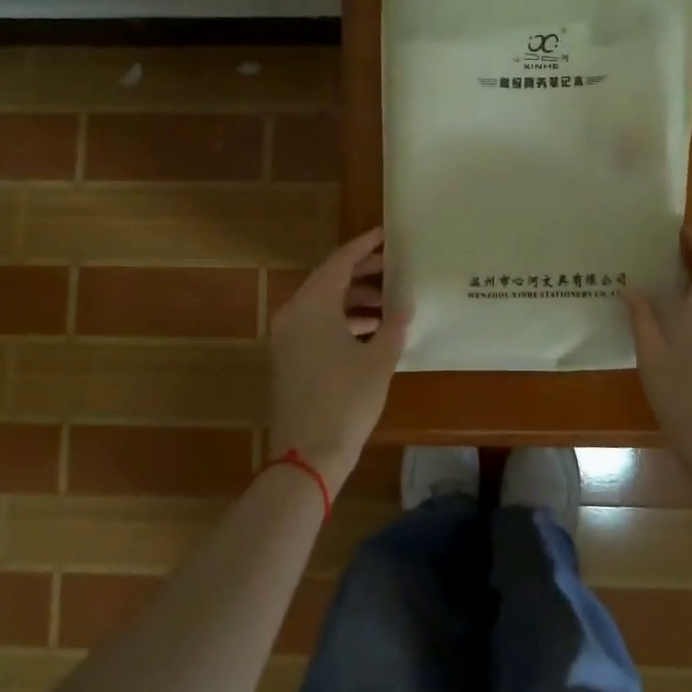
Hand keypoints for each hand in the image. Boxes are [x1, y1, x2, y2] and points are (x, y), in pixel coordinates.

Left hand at [267, 228, 408, 494]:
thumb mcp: (378, 360)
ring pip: (322, 304)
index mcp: (312, 306)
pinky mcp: (288, 359)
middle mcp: (293, 315)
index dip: (364, 246)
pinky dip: (341, 320)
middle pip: (328, 280)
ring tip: (389, 300)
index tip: (385, 235)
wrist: (307, 456)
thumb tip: (405, 304)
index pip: (339, 262)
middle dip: (362, 272)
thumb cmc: (346, 400)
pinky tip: (371, 330)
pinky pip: (316, 324)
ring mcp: (286, 338)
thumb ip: (393, 325)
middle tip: (394, 266)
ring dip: (353, 299)